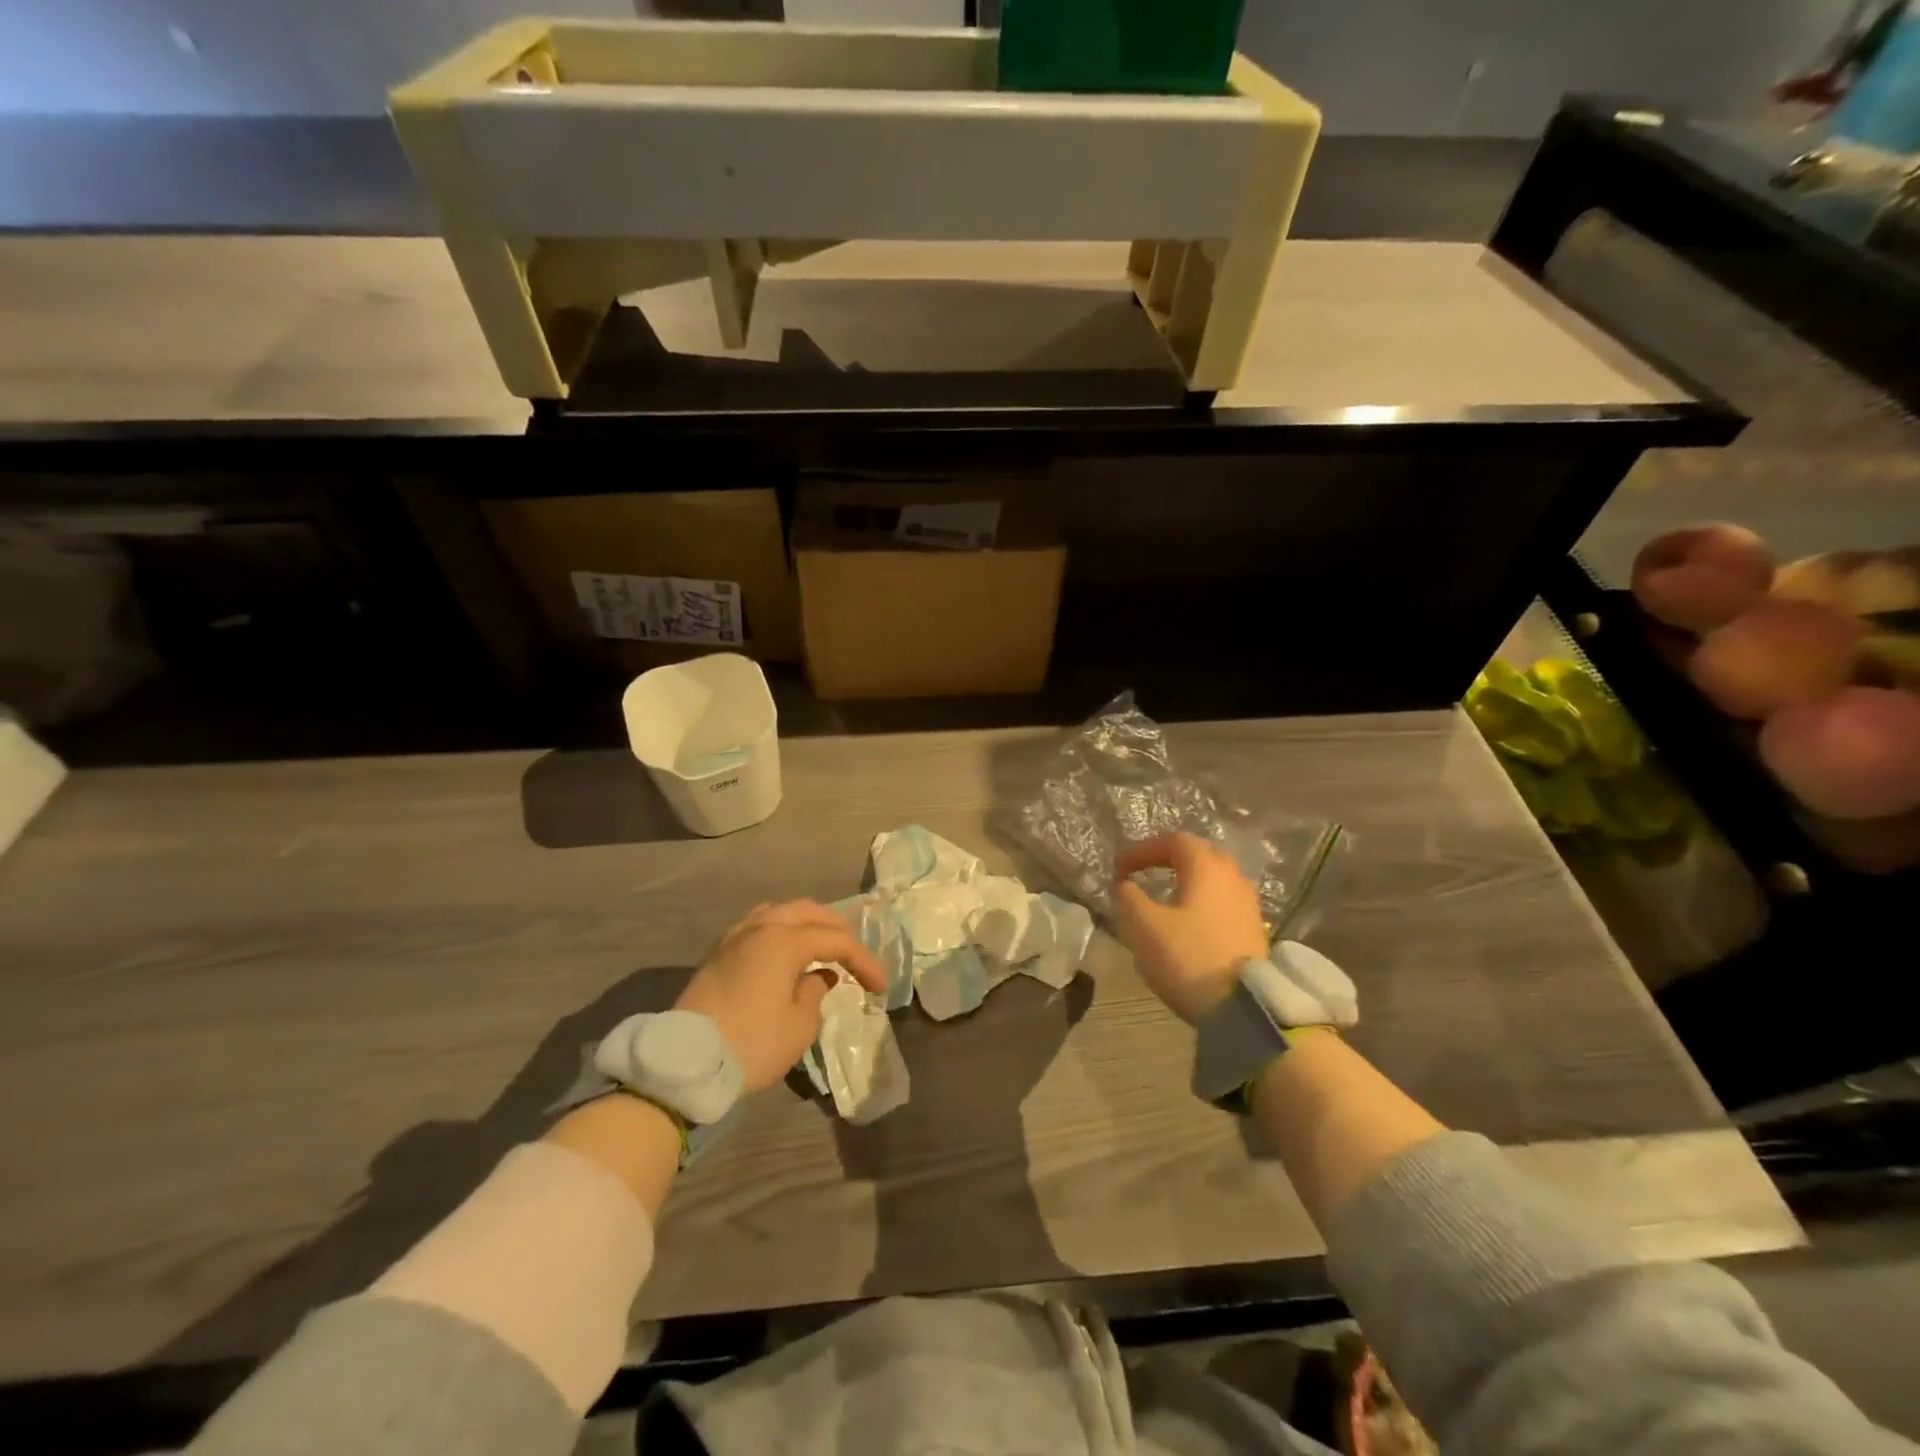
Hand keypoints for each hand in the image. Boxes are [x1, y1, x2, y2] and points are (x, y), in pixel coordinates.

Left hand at [675, 901, 886, 1092]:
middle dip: (837, 930)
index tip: (879, 988)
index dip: (863, 961)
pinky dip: (781, 931)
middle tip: (854, 954)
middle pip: (808, 912)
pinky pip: (758, 926)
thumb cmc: (751, 1044)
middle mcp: (759, 928)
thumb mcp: (799, 1026)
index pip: (836, 941)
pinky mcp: (718, 954)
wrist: (685, 1065)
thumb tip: (818, 977)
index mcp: (783, 940)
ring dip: (807, 924)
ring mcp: (734, 938)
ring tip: (822, 944)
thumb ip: (816, 992)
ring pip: (780, 913)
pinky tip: (786, 950)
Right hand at [1114, 833, 1269, 1024]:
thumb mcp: (1144, 926)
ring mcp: (1248, 903)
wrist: (1244, 1007)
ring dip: (1186, 880)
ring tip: (1164, 896)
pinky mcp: (1254, 928)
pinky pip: (1223, 900)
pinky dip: (1201, 900)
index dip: (1141, 850)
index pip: (1172, 841)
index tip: (1119, 869)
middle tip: (1142, 871)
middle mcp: (1232, 876)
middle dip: (1167, 859)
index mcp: (1206, 867)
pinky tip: (1188, 920)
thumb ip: (1128, 897)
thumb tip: (1123, 883)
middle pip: (1198, 854)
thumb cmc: (1188, 957)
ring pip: (1214, 878)